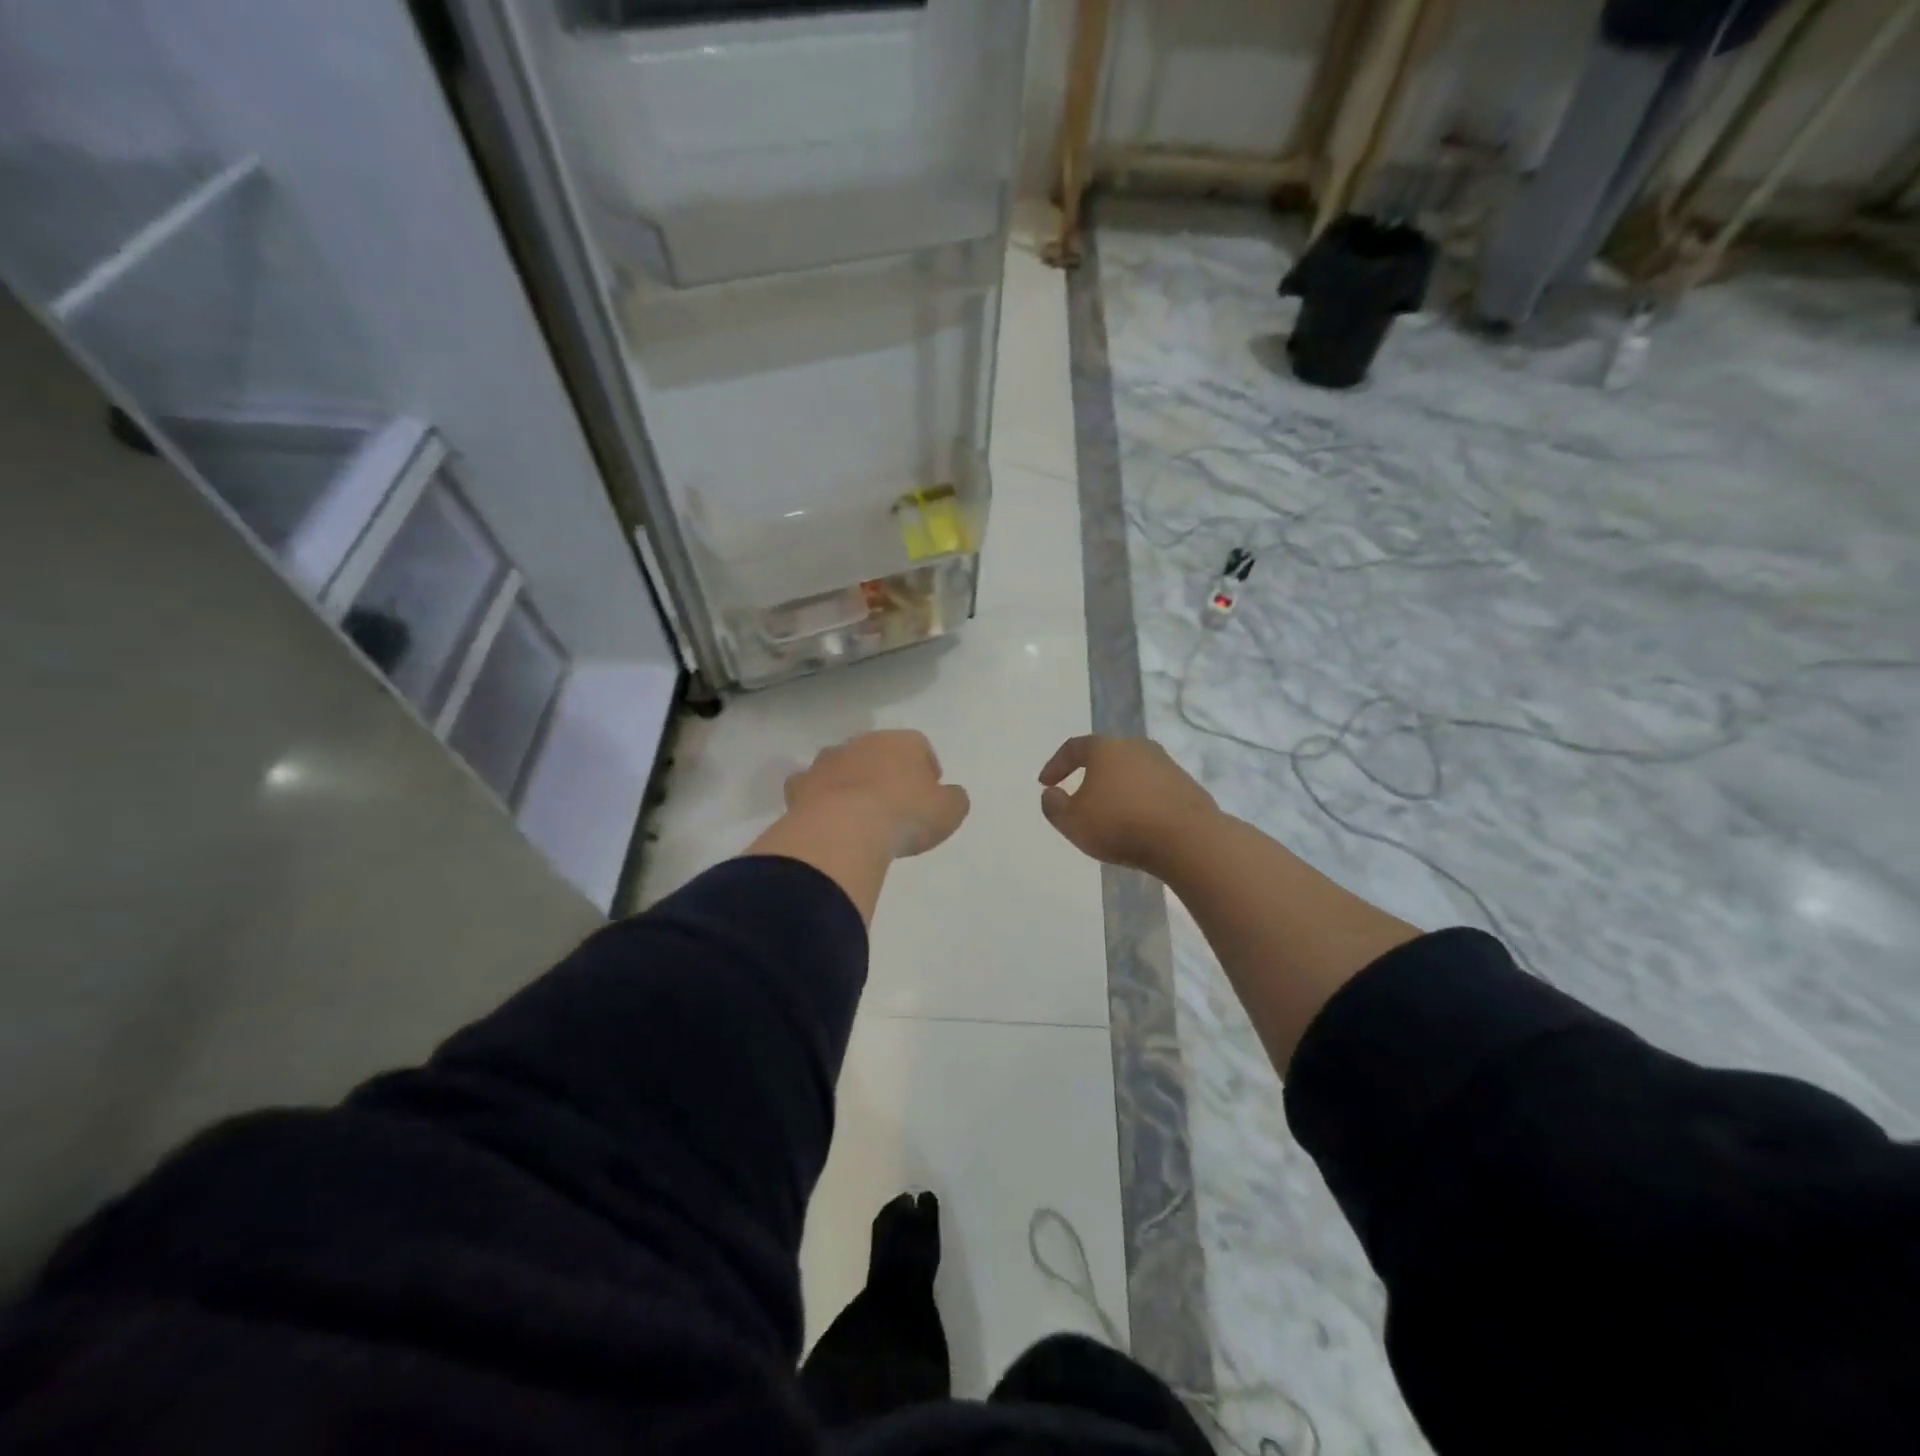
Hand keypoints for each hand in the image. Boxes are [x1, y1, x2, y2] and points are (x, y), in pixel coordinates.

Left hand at [784, 729, 969, 858]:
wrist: (844, 830)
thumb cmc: (905, 815)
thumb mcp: (949, 811)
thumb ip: (953, 799)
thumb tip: (949, 795)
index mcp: (902, 741)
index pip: (920, 747)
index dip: (926, 770)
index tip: (928, 796)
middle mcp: (862, 743)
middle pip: (878, 753)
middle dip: (886, 773)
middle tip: (894, 805)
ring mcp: (827, 761)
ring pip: (843, 766)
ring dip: (851, 783)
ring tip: (858, 815)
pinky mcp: (800, 785)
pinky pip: (811, 788)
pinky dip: (818, 799)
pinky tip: (826, 820)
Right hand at [1037, 735, 1218, 873]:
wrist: (1187, 839)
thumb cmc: (1119, 824)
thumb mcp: (1072, 821)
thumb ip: (1053, 806)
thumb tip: (1052, 793)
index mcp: (1105, 748)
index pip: (1073, 748)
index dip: (1055, 765)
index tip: (1045, 784)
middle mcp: (1136, 746)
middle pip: (1106, 755)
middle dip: (1089, 773)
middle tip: (1078, 793)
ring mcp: (1165, 763)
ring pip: (1131, 770)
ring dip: (1117, 787)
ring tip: (1109, 811)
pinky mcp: (1186, 784)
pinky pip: (1152, 787)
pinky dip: (1139, 799)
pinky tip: (1137, 820)